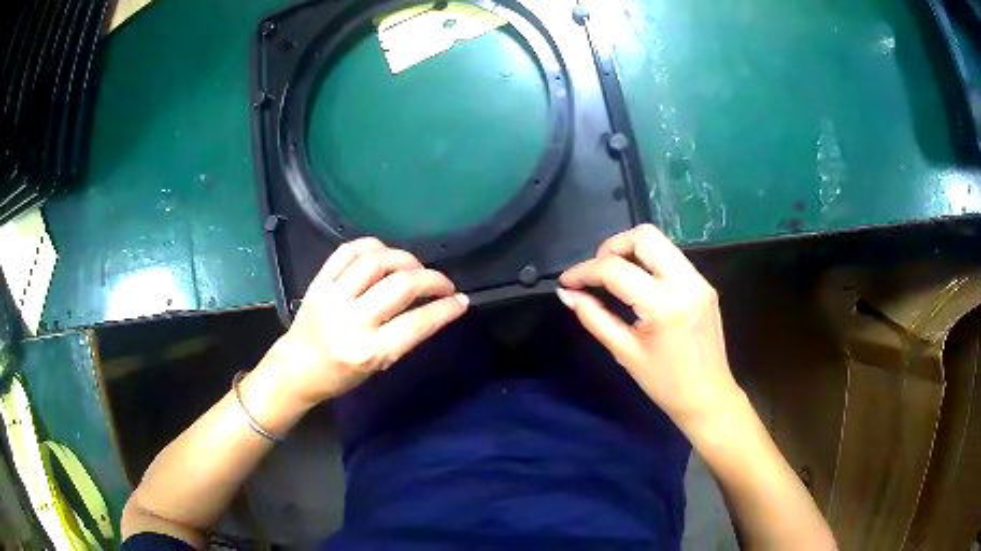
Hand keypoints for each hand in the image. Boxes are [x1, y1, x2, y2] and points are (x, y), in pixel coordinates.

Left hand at [270, 237, 468, 405]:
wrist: (296, 367)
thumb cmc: (341, 375)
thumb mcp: (379, 366)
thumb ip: (406, 337)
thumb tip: (439, 309)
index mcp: (368, 352)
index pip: (416, 323)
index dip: (445, 309)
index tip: (462, 300)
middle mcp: (351, 321)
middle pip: (400, 285)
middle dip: (432, 279)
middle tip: (444, 283)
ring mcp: (332, 297)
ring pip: (376, 261)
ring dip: (405, 258)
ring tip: (416, 267)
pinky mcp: (319, 281)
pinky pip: (348, 250)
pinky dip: (374, 246)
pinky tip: (386, 252)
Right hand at [558, 224, 739, 433]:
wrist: (708, 398)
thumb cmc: (665, 384)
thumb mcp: (624, 352)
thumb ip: (593, 317)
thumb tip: (568, 294)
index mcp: (664, 305)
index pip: (616, 270)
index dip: (584, 271)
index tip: (567, 282)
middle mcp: (685, 282)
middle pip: (644, 236)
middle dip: (612, 247)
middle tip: (596, 272)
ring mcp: (699, 280)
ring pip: (660, 242)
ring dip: (631, 251)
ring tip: (613, 277)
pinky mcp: (704, 285)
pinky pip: (671, 258)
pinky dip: (648, 263)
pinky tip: (638, 286)